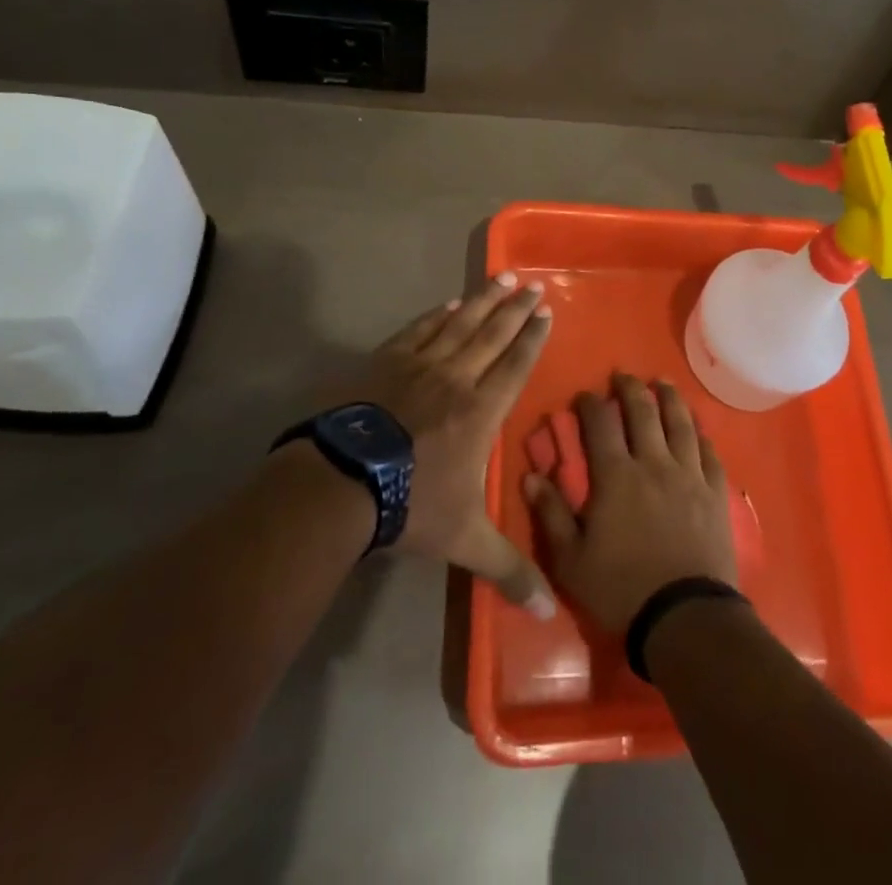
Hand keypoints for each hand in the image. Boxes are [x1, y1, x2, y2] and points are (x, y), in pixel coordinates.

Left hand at [338, 273, 556, 615]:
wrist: (342, 484)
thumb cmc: (411, 505)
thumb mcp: (465, 539)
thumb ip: (508, 568)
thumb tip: (549, 613)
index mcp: (481, 410)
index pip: (515, 365)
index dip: (532, 337)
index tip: (546, 311)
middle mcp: (457, 378)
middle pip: (493, 335)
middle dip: (515, 309)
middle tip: (532, 285)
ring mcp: (419, 365)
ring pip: (460, 324)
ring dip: (483, 300)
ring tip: (502, 277)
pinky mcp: (386, 362)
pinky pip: (420, 330)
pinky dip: (438, 315)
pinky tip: (449, 304)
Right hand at [523, 374, 737, 633]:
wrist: (686, 616)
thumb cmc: (621, 590)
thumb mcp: (571, 561)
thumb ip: (551, 514)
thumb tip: (531, 475)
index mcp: (616, 475)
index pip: (600, 425)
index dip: (590, 404)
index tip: (584, 395)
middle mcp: (654, 463)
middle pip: (643, 412)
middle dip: (630, 388)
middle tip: (623, 375)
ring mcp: (689, 475)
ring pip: (680, 423)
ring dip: (670, 398)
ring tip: (664, 383)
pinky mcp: (715, 492)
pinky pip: (709, 453)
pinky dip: (702, 434)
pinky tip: (698, 428)